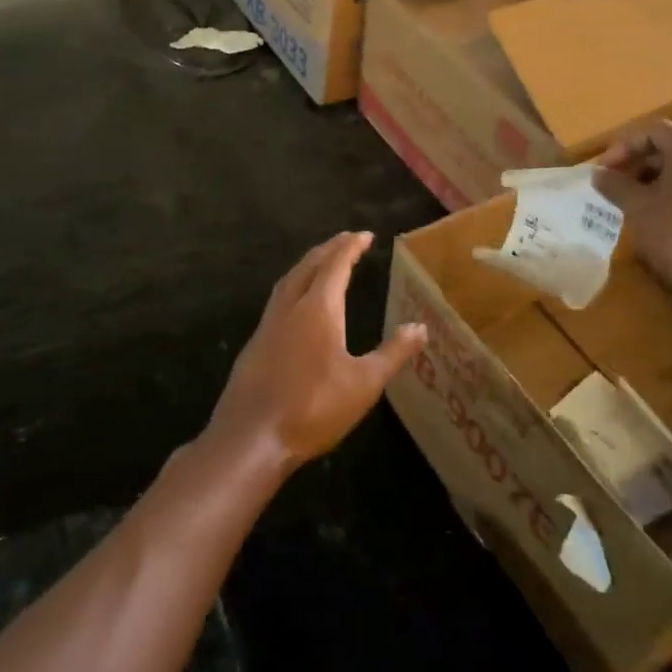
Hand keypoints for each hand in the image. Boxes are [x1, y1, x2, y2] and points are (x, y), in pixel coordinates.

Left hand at [204, 231, 426, 477]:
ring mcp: (268, 323)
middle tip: (346, 240)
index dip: (351, 247)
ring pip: (289, 279)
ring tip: (322, 261)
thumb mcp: (364, 384)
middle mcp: (290, 306)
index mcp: (318, 308)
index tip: (364, 235)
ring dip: (308, 264)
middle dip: (329, 249)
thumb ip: (393, 353)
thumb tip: (420, 328)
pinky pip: (278, 298)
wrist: (251, 436)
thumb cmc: (313, 408)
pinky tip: (297, 302)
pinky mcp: (256, 342)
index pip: (336, 265)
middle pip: (309, 265)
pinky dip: (294, 285)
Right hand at [594, 121, 671, 293]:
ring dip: (656, 177)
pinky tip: (660, 214)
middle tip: (614, 183)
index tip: (601, 170)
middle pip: (671, 146)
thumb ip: (615, 184)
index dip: (620, 148)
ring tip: (633, 200)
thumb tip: (598, 174)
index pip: (651, 132)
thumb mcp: (637, 207)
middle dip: (638, 162)